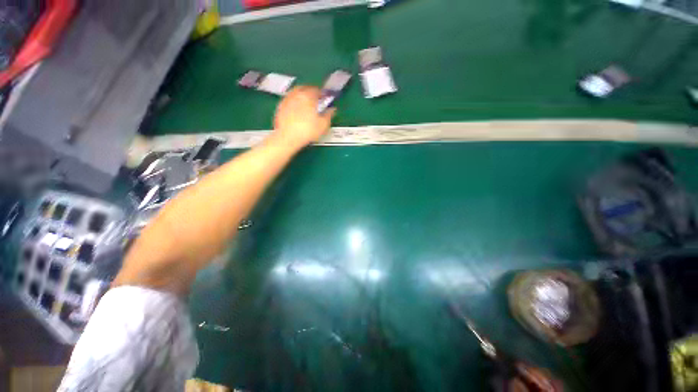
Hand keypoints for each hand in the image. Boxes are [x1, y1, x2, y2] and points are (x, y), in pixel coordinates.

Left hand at [272, 86, 335, 148]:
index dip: (322, 93)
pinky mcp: (280, 107)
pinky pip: (289, 100)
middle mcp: (296, 95)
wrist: (288, 137)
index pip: (317, 90)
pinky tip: (297, 109)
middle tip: (316, 98)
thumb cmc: (307, 131)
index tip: (325, 96)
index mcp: (308, 96)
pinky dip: (294, 101)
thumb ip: (329, 115)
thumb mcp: (323, 125)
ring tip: (306, 102)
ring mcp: (287, 100)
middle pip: (304, 88)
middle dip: (311, 91)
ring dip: (301, 95)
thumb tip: (332, 110)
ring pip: (295, 93)